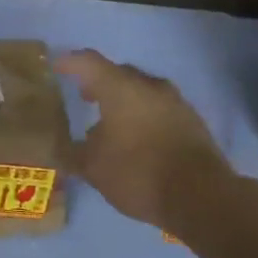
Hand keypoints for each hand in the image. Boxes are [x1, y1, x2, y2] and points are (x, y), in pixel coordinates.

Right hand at [57, 50, 233, 229]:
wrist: (200, 194)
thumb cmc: (138, 173)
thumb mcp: (93, 169)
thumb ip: (75, 154)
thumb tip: (66, 148)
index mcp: (120, 88)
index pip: (88, 63)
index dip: (69, 63)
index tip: (57, 68)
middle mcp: (149, 86)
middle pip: (119, 74)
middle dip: (100, 83)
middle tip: (86, 97)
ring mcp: (175, 101)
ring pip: (142, 91)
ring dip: (125, 101)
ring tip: (111, 123)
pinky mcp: (192, 121)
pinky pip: (160, 109)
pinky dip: (144, 116)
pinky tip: (138, 139)